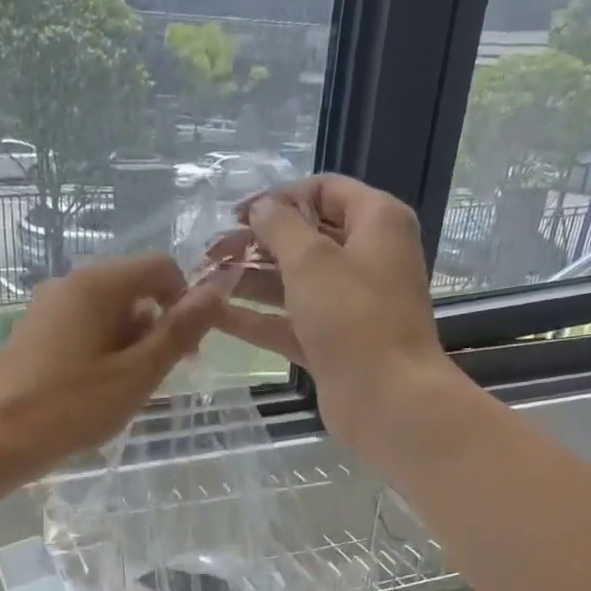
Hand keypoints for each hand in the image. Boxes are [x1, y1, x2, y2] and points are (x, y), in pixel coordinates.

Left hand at [0, 253, 224, 479]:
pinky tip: (94, 393)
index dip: (185, 303)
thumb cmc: (70, 408)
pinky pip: (84, 331)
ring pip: (109, 314)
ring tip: (121, 393)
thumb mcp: (136, 374)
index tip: (186, 352)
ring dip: (130, 347)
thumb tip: (218, 290)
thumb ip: (179, 331)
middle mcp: (69, 284)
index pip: (161, 268)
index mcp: (96, 284)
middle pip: (134, 290)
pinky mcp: (34, 334)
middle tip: (152, 381)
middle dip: (155, 330)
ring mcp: (47, 309)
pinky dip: (103, 354)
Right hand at [212, 175, 462, 459]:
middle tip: (210, 251)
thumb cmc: (354, 318)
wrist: (387, 400)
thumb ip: (280, 226)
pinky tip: (214, 316)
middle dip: (256, 243)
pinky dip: (256, 318)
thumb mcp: (312, 260)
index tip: (235, 214)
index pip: (323, 191)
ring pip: (293, 283)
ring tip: (203, 280)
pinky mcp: (331, 344)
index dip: (278, 198)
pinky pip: (289, 322)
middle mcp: (365, 258)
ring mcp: (348, 305)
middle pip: (304, 238)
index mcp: (376, 223)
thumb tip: (261, 208)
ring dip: (250, 280)